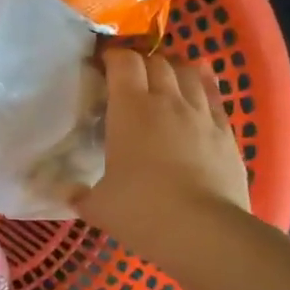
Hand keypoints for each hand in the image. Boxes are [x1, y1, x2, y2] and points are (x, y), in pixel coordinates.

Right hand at [74, 48, 249, 276]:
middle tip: (129, 77)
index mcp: (130, 110)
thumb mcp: (98, 207)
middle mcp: (167, 101)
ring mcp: (201, 115)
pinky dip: (204, 83)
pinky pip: (215, 96)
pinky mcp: (226, 132)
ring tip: (163, 76)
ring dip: (173, 69)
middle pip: (156, 62)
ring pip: (188, 73)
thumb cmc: (142, 212)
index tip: (101, 65)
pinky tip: (200, 81)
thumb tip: (63, 190)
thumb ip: (79, 194)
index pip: (122, 62)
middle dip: (141, 62)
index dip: (111, 57)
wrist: (205, 232)